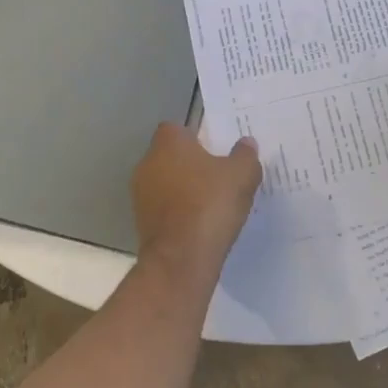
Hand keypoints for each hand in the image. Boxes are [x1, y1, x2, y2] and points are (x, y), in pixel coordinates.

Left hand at [130, 123, 261, 283]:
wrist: (181, 259)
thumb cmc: (210, 204)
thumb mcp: (242, 175)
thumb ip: (245, 155)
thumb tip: (246, 143)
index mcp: (169, 143)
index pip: (177, 129)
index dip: (196, 137)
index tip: (216, 150)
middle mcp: (148, 162)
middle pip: (171, 155)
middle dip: (191, 164)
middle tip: (218, 176)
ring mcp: (141, 194)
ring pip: (166, 182)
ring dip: (184, 190)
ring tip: (212, 203)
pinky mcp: (141, 222)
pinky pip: (164, 208)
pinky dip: (178, 212)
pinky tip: (200, 224)